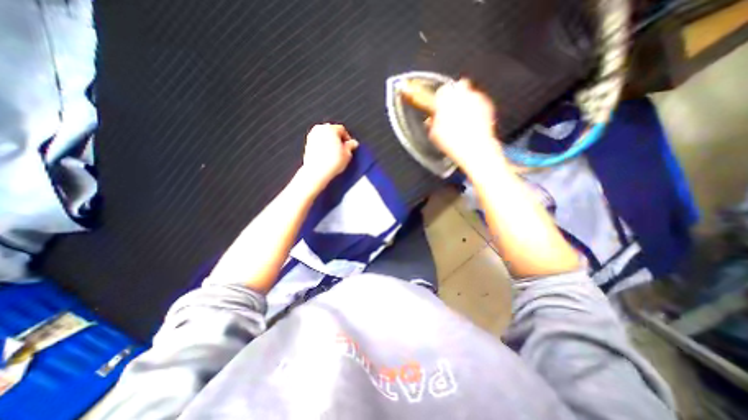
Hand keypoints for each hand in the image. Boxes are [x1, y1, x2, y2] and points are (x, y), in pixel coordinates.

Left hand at [300, 123, 357, 191]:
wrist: (316, 172)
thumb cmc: (330, 163)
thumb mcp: (347, 154)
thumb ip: (351, 146)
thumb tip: (353, 143)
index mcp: (330, 128)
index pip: (342, 129)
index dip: (347, 138)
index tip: (350, 145)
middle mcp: (320, 129)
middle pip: (332, 131)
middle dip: (338, 140)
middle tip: (343, 150)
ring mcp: (312, 136)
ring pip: (324, 137)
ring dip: (330, 143)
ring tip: (335, 155)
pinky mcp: (307, 145)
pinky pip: (318, 143)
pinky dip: (323, 147)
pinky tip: (327, 157)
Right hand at [427, 78, 508, 171]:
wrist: (474, 148)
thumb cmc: (451, 142)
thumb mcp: (434, 135)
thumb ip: (432, 123)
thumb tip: (431, 120)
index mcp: (445, 100)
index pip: (441, 90)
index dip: (440, 98)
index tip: (439, 106)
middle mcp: (462, 94)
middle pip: (458, 86)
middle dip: (455, 95)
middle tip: (452, 109)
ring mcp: (476, 98)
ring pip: (470, 93)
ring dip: (466, 101)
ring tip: (463, 118)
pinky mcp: (488, 104)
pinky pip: (480, 102)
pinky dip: (477, 108)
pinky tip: (473, 122)